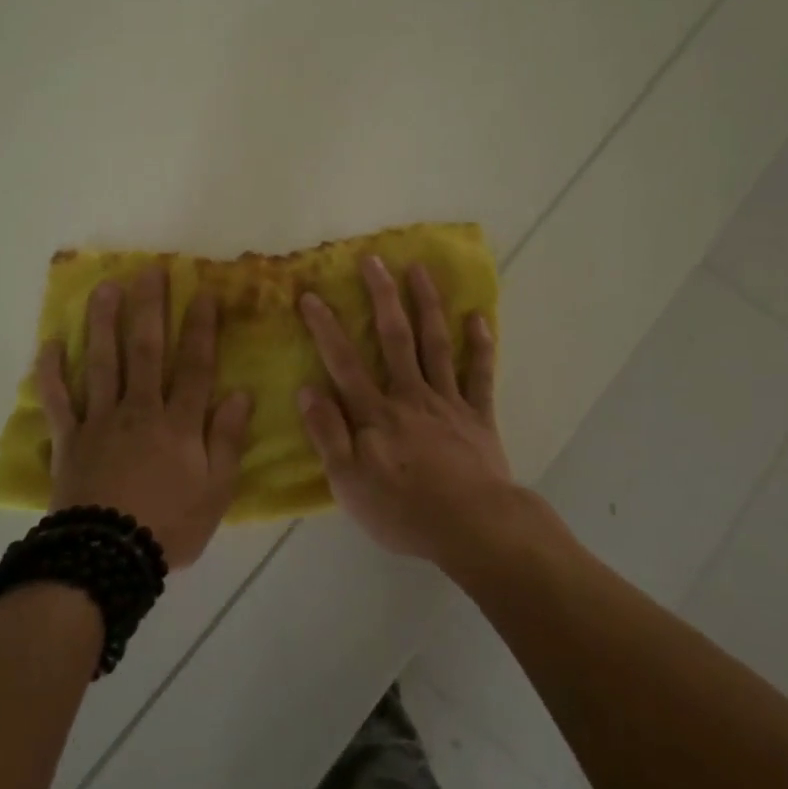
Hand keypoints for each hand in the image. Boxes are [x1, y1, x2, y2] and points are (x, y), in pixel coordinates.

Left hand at [34, 267, 252, 569]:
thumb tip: (241, 394)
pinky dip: (51, 373)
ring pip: (102, 363)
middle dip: (149, 308)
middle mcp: (139, 410)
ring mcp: (100, 421)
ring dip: (103, 323)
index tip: (203, 291)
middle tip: (149, 271)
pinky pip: (58, 401)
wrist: (107, 559)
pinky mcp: (68, 440)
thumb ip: (228, 440)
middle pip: (145, 350)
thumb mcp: (216, 491)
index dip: (200, 327)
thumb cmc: (169, 526)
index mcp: (178, 423)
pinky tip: (49, 345)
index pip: (194, 365)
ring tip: (104, 289)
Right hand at [296, 255, 513, 563]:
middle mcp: (410, 396)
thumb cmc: (403, 511)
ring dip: (427, 304)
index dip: (325, 327)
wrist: (473, 528)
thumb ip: (328, 434)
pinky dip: (480, 345)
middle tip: (373, 260)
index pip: (344, 362)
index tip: (311, 295)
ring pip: (435, 344)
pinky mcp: (478, 416)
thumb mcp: (349, 483)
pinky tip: (479, 318)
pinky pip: (480, 375)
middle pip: (394, 338)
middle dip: (382, 296)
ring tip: (420, 270)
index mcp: (376, 413)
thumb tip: (307, 389)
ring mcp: (448, 402)